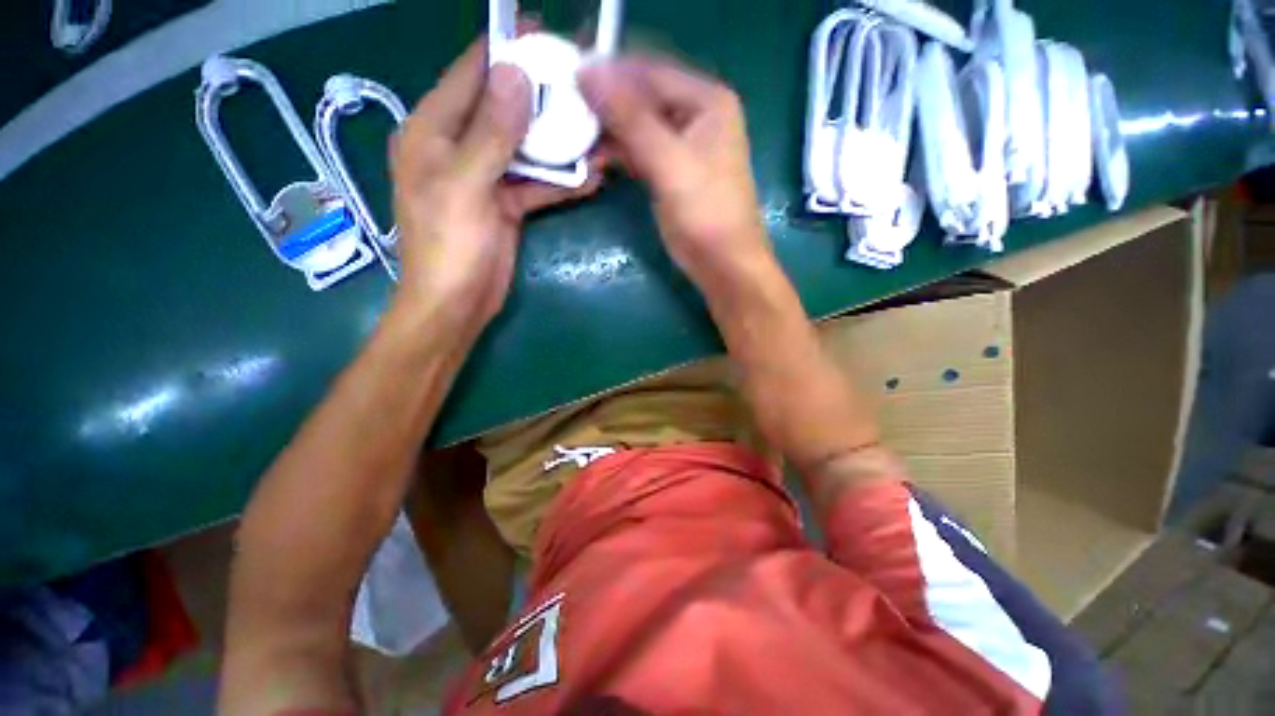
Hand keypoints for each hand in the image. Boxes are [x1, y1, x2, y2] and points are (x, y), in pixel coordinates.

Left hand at [391, 37, 602, 342]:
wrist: (457, 304)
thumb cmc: (449, 246)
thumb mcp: (464, 185)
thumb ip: (489, 132)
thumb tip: (514, 74)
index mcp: (432, 132)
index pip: (469, 76)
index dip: (502, 50)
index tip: (540, 31)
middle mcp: (457, 148)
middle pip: (502, 110)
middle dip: (539, 97)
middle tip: (578, 84)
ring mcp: (485, 178)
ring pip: (524, 149)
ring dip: (556, 144)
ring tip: (593, 130)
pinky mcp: (506, 205)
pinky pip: (535, 183)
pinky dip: (559, 182)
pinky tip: (589, 177)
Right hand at [578, 57, 769, 280]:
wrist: (722, 262)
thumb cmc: (706, 212)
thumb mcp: (669, 162)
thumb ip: (630, 118)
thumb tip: (586, 70)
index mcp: (707, 101)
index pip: (650, 72)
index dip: (610, 74)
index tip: (568, 79)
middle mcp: (696, 115)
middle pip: (642, 97)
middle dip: (607, 106)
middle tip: (567, 112)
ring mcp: (682, 145)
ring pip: (637, 125)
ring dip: (608, 132)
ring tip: (576, 138)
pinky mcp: (669, 171)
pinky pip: (638, 150)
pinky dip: (618, 154)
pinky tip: (595, 159)